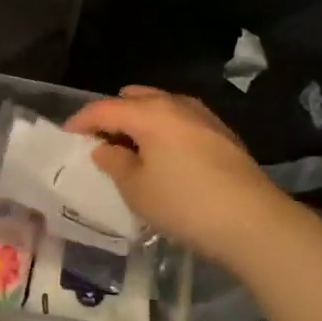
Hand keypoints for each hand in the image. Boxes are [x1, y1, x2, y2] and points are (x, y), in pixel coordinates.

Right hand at [64, 87, 303, 274]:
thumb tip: (104, 149)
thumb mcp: (136, 190)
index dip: (81, 121)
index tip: (67, 136)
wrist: (254, 222)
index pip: (104, 108)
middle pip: (135, 99)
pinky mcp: (223, 134)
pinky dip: (165, 130)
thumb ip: (114, 164)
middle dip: (114, 115)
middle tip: (101, 141)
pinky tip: (165, 156)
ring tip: (132, 148)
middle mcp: (176, 105)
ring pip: (162, 107)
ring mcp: (204, 117)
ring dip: (141, 121)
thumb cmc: (184, 204)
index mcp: (149, 113)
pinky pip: (182, 121)